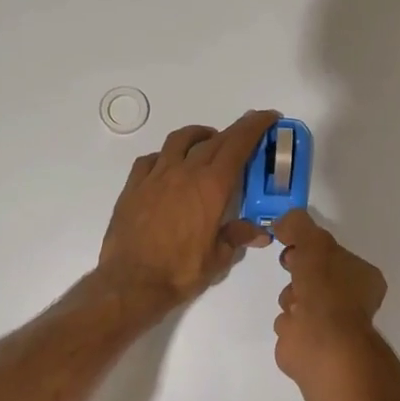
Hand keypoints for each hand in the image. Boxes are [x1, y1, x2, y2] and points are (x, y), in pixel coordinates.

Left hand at [97, 110, 278, 309]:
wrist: (131, 283)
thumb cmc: (180, 272)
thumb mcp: (218, 258)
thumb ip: (238, 237)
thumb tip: (259, 233)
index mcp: (211, 186)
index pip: (238, 145)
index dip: (255, 126)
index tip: (268, 116)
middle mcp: (185, 172)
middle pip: (214, 140)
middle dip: (235, 131)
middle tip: (247, 132)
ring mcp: (156, 176)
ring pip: (180, 140)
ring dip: (199, 135)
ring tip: (208, 141)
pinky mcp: (134, 186)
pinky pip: (151, 159)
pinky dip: (166, 156)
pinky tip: (169, 166)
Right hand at [271, 209, 387, 389]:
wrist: (320, 340)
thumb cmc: (325, 288)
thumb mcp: (313, 242)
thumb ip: (298, 225)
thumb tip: (283, 221)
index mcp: (363, 277)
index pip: (333, 255)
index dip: (311, 247)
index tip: (293, 244)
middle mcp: (352, 300)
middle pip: (315, 275)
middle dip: (299, 270)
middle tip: (290, 266)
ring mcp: (332, 324)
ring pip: (300, 298)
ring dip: (291, 296)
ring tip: (294, 303)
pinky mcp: (311, 343)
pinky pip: (292, 323)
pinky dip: (288, 321)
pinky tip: (291, 324)